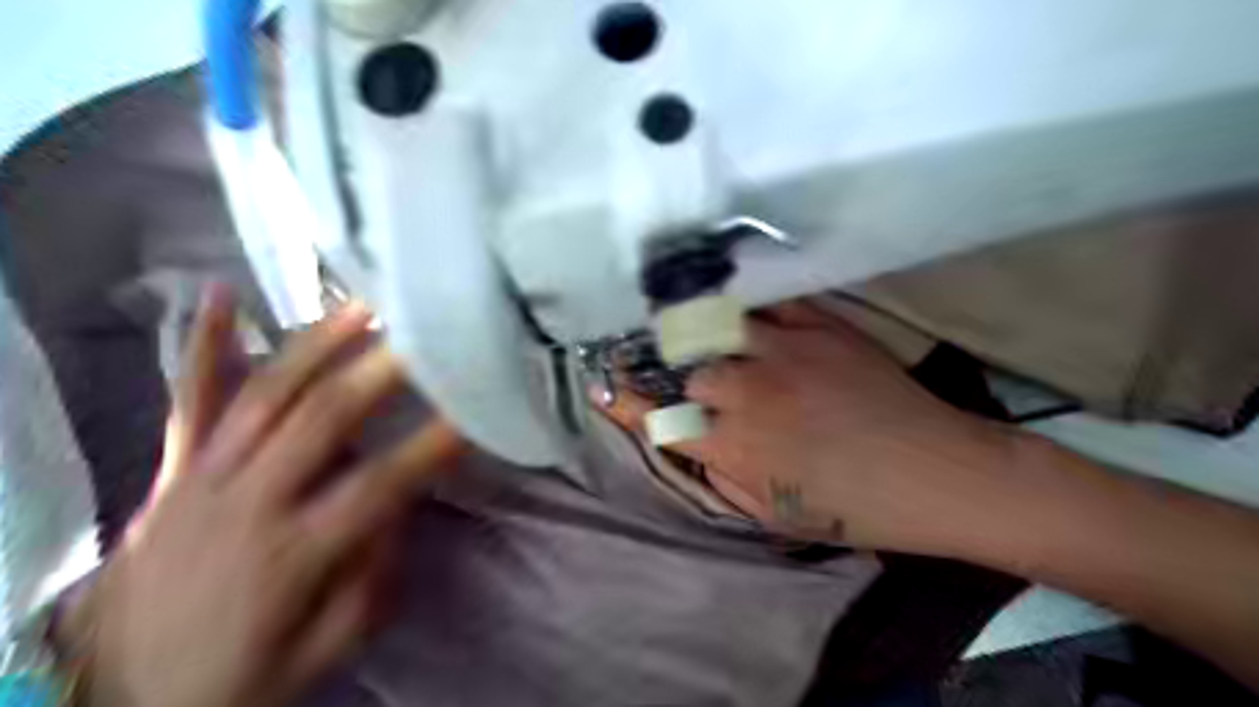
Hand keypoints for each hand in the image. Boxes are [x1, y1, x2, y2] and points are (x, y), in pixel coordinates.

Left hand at [61, 287, 462, 706]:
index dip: (431, 445)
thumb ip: (369, 581)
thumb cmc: (237, 676)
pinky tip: (221, 295)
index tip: (474, 412)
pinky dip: (205, 346)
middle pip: (322, 419)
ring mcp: (202, 477)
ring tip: (363, 306)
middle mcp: (246, 501)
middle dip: (382, 371)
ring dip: (317, 344)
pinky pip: (189, 400)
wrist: (114, 700)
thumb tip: (400, 509)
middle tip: (425, 332)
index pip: (378, 485)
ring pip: (265, 394)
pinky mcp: (174, 470)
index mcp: (289, 554)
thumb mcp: (322, 652)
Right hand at [597, 300, 1022, 552]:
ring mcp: (783, 351)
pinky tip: (737, 305)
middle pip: (688, 369)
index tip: (605, 389)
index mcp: (736, 446)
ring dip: (703, 335)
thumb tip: (694, 442)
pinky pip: (768, 303)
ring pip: (718, 329)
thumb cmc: (854, 508)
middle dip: (679, 375)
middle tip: (680, 373)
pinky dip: (745, 305)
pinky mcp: (819, 327)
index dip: (627, 403)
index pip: (661, 418)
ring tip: (693, 326)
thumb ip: (722, 476)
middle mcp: (749, 392)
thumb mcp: (774, 515)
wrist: (935, 472)